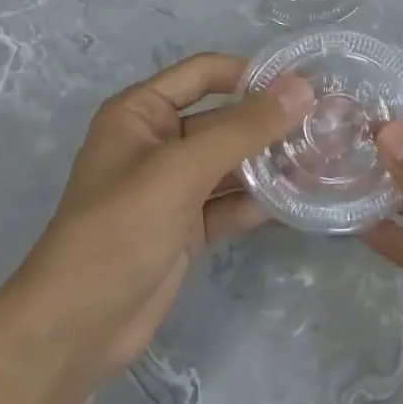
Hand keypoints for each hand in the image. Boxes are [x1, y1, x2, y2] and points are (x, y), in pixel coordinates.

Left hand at [19, 53, 313, 382]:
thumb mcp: (182, 170)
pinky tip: (300, 200)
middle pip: (223, 120)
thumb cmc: (119, 230)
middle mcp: (157, 142)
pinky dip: (259, 201)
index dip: (250, 74)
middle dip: (269, 124)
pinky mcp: (186, 227)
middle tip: (327, 126)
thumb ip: (243, 129)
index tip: (305, 84)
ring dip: (270, 164)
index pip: (204, 74)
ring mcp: (173, 188)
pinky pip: (230, 202)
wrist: (75, 329)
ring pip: (231, 163)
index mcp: (140, 113)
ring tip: (324, 161)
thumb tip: (302, 89)